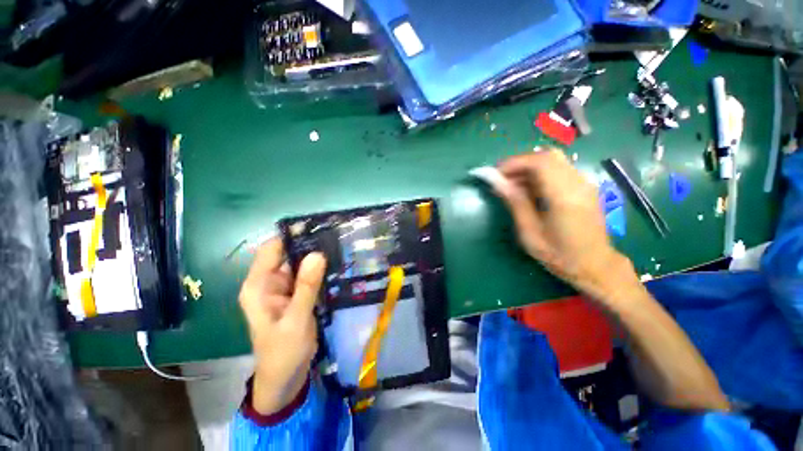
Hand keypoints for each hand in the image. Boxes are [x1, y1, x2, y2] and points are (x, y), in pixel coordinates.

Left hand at [238, 238, 325, 414]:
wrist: (285, 378)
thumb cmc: (283, 353)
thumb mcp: (296, 320)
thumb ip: (306, 287)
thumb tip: (317, 254)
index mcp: (258, 286)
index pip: (271, 249)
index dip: (292, 236)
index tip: (318, 227)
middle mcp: (268, 282)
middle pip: (287, 253)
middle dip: (309, 245)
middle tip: (335, 237)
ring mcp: (282, 288)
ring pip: (299, 263)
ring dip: (316, 257)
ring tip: (339, 247)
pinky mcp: (294, 294)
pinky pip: (306, 275)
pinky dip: (318, 269)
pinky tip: (335, 264)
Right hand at [491, 149, 634, 299]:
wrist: (595, 265)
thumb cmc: (559, 255)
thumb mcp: (530, 233)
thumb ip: (515, 203)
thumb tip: (497, 183)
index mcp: (565, 197)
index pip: (540, 162)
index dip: (514, 163)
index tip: (496, 174)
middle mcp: (578, 184)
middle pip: (547, 156)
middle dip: (520, 163)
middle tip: (502, 179)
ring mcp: (584, 183)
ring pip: (553, 160)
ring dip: (529, 167)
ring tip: (512, 184)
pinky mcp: (584, 186)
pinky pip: (559, 169)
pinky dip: (539, 173)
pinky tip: (529, 189)